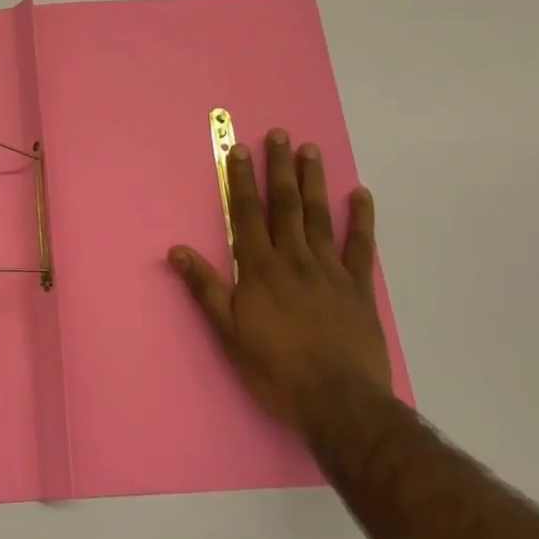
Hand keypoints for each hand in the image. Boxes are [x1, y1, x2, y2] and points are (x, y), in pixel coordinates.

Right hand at [169, 129, 392, 445]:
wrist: (339, 403)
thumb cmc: (277, 370)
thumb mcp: (230, 333)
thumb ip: (206, 288)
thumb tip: (177, 250)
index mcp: (260, 269)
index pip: (247, 214)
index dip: (241, 180)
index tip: (239, 150)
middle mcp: (294, 259)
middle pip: (285, 205)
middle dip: (279, 168)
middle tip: (280, 134)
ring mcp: (330, 270)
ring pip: (319, 216)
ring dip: (313, 181)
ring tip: (311, 150)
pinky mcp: (359, 287)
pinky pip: (361, 247)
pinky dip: (361, 219)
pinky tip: (361, 195)